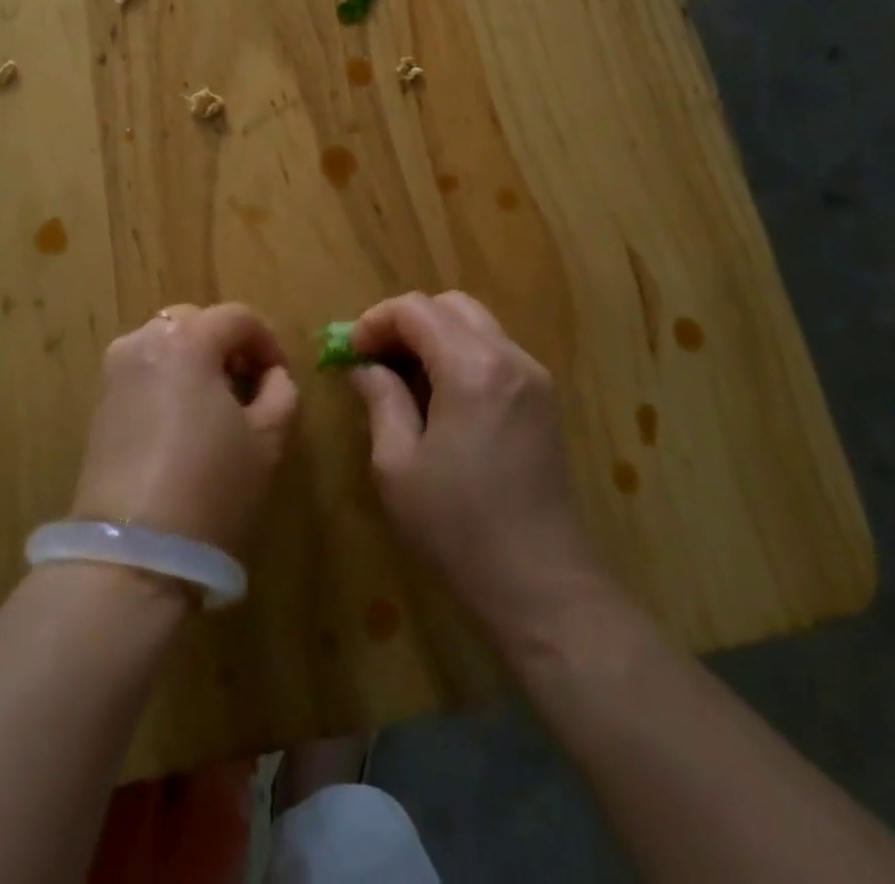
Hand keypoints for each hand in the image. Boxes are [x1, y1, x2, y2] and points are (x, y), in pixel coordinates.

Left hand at [71, 304, 299, 555]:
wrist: (134, 553)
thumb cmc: (212, 487)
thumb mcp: (267, 440)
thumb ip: (281, 392)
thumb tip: (272, 375)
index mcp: (187, 340)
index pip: (237, 317)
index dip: (267, 342)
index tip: (280, 378)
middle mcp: (144, 342)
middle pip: (196, 322)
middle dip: (227, 345)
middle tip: (248, 386)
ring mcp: (115, 372)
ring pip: (165, 344)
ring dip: (195, 360)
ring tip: (215, 405)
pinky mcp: (100, 404)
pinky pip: (142, 371)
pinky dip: (167, 379)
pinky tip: (182, 423)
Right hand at [349, 291, 606, 641]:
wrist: (542, 587)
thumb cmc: (458, 528)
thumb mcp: (397, 464)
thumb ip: (380, 399)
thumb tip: (363, 366)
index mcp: (473, 368)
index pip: (416, 310)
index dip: (375, 321)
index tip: (350, 352)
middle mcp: (510, 358)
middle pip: (450, 306)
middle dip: (405, 323)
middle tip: (374, 359)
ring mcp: (534, 378)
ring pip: (476, 326)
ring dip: (434, 337)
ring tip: (403, 380)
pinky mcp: (544, 401)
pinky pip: (495, 352)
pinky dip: (460, 355)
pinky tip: (440, 398)